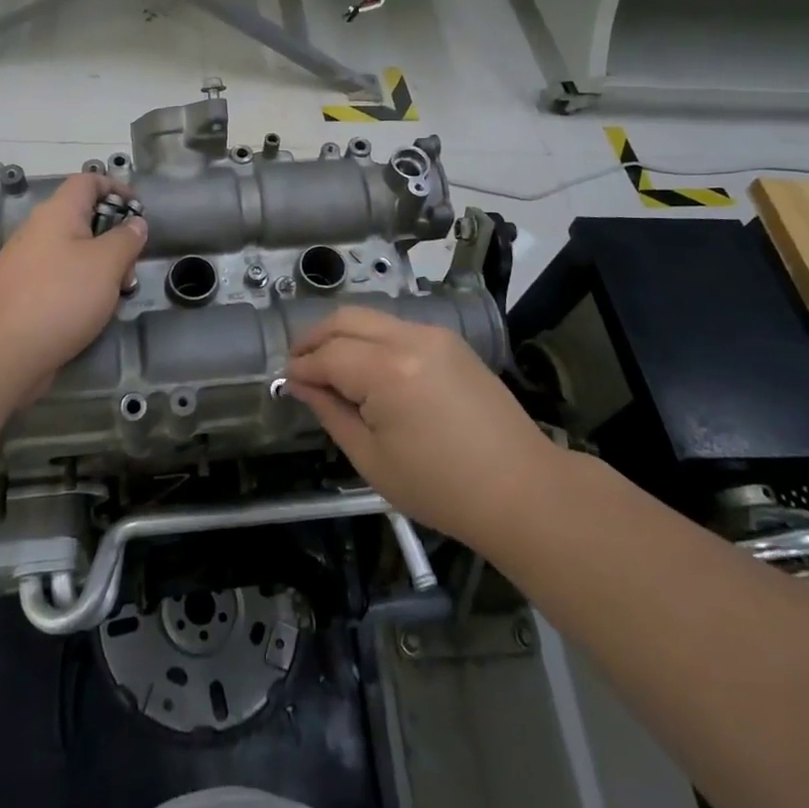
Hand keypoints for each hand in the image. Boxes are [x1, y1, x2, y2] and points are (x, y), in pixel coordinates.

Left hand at [0, 171, 145, 400]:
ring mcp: (27, 265)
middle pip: (84, 221)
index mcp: (58, 213)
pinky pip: (60, 282)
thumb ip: (126, 239)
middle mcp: (39, 232)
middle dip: (114, 241)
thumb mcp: (107, 264)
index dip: (116, 188)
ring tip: (115, 300)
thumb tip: (135, 223)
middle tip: (130, 270)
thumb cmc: (59, 297)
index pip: (88, 181)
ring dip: (101, 272)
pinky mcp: (22, 296)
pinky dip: (81, 293)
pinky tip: (90, 318)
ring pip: (74, 256)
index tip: (139, 211)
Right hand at [288, 306, 554, 552]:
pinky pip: (397, 328)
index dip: (302, 367)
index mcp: (387, 371)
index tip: (286, 381)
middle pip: (345, 319)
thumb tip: (301, 385)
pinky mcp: (450, 341)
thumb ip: (331, 412)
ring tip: (327, 364)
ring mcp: (434, 334)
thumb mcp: (372, 459)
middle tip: (298, 364)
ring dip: (342, 334)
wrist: (522, 490)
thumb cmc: (441, 488)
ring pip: (371, 318)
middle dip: (315, 338)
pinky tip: (365, 365)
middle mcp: (409, 338)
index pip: (328, 355)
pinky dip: (371, 338)